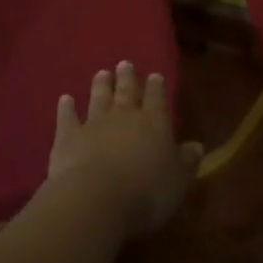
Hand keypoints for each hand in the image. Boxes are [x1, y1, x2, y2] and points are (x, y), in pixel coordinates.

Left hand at [47, 61, 203, 235]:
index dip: (157, 86)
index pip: (157, 98)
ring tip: (102, 73)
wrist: (95, 199)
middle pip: (127, 92)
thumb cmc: (146, 193)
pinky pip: (67, 118)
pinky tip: (65, 99)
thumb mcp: (179, 181)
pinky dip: (66, 108)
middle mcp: (125, 116)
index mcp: (155, 123)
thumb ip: (187, 161)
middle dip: (127, 77)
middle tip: (124, 64)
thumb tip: (197, 146)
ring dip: (101, 85)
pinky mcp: (68, 137)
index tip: (154, 74)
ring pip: (99, 98)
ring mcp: (94, 124)